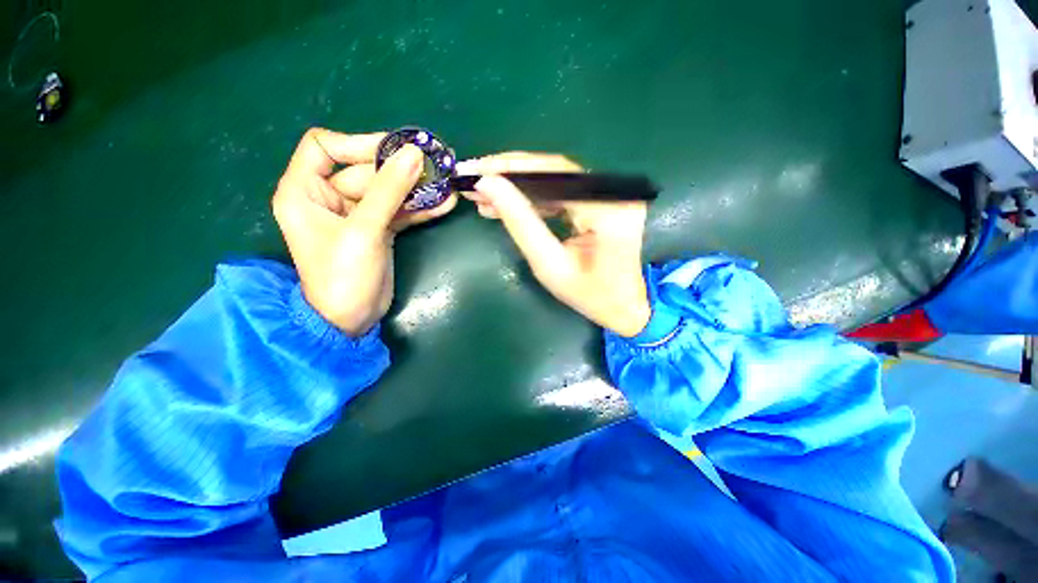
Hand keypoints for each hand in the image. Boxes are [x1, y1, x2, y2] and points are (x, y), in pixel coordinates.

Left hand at [272, 128, 456, 336]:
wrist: (351, 319)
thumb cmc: (343, 276)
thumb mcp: (364, 231)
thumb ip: (389, 191)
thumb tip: (414, 154)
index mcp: (304, 190)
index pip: (324, 147)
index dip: (358, 143)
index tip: (396, 150)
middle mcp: (328, 197)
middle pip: (366, 170)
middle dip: (402, 170)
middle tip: (437, 166)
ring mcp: (357, 214)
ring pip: (388, 191)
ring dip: (417, 189)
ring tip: (447, 184)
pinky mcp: (378, 229)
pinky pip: (399, 210)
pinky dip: (420, 208)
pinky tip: (444, 204)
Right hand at [458, 153, 650, 337]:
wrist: (624, 306)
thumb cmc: (589, 295)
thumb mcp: (549, 266)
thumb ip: (520, 224)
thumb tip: (489, 186)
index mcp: (607, 209)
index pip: (554, 174)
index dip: (511, 169)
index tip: (475, 171)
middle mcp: (614, 193)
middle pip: (554, 171)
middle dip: (510, 175)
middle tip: (473, 180)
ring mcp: (610, 195)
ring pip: (554, 180)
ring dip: (518, 186)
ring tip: (483, 195)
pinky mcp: (602, 202)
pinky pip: (561, 192)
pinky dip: (533, 197)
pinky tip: (507, 203)